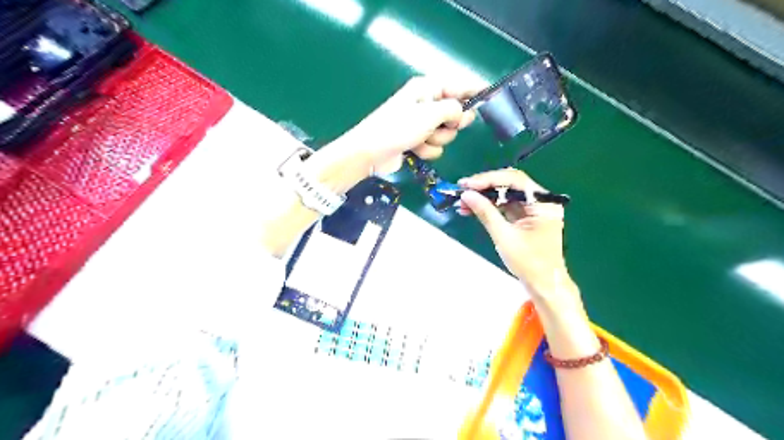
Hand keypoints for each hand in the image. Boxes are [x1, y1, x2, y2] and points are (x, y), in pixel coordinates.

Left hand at [329, 78, 477, 175]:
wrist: (371, 153)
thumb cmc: (398, 128)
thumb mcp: (429, 114)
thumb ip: (453, 110)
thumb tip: (463, 112)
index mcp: (427, 89)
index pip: (458, 85)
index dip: (475, 90)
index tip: (491, 93)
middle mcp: (426, 104)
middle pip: (456, 113)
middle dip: (451, 124)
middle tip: (444, 126)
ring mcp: (421, 124)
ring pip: (447, 133)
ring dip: (436, 139)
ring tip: (420, 139)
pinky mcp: (417, 141)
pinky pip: (435, 146)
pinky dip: (427, 150)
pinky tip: (414, 149)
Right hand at [458, 169, 577, 305]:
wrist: (544, 285)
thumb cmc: (528, 263)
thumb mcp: (504, 236)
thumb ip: (485, 212)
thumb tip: (465, 194)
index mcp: (543, 203)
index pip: (514, 180)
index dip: (488, 179)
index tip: (466, 184)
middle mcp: (541, 201)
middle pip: (509, 184)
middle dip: (484, 187)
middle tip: (461, 190)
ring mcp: (534, 209)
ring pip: (505, 194)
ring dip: (484, 197)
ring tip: (462, 202)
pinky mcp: (526, 217)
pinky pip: (506, 206)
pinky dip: (490, 207)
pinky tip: (472, 209)